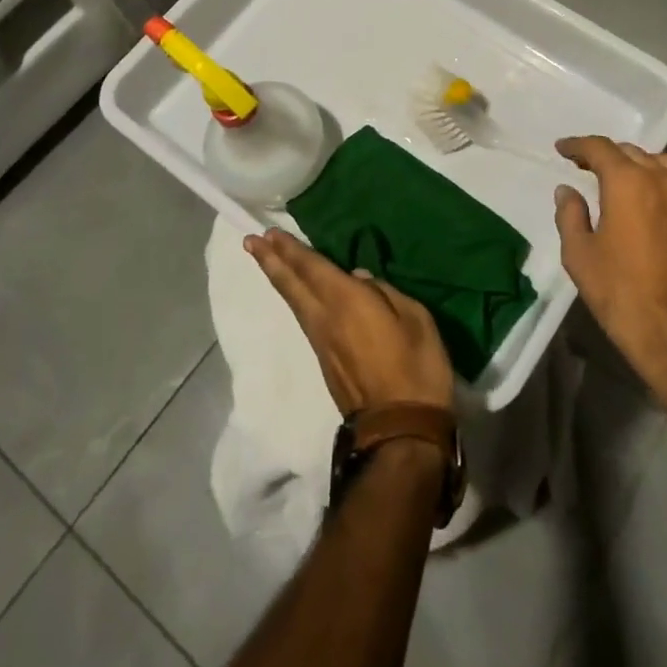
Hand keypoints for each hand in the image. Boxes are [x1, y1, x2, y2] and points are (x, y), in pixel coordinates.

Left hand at [245, 228, 454, 414]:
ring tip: (266, 260)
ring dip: (279, 278)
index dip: (290, 250)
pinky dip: (295, 299)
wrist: (401, 432)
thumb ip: (386, 292)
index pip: (311, 268)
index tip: (268, 233)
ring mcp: (322, 344)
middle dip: (271, 261)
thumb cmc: (416, 368)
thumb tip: (359, 278)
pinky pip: (305, 319)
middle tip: (250, 242)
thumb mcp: (415, 319)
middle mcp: (325, 319)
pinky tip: (299, 295)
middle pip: (292, 285)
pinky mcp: (326, 363)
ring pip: (295, 303)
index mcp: (347, 301)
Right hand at [554, 136, 666, 409]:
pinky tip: (652, 212)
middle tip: (587, 167)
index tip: (562, 149)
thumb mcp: (580, 256)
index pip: (600, 148)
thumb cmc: (623, 294)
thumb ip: (570, 215)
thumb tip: (567, 191)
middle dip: (607, 155)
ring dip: (639, 166)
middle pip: (633, 152)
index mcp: (629, 182)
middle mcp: (665, 181)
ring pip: (664, 167)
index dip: (577, 145)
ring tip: (623, 181)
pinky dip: (662, 191)